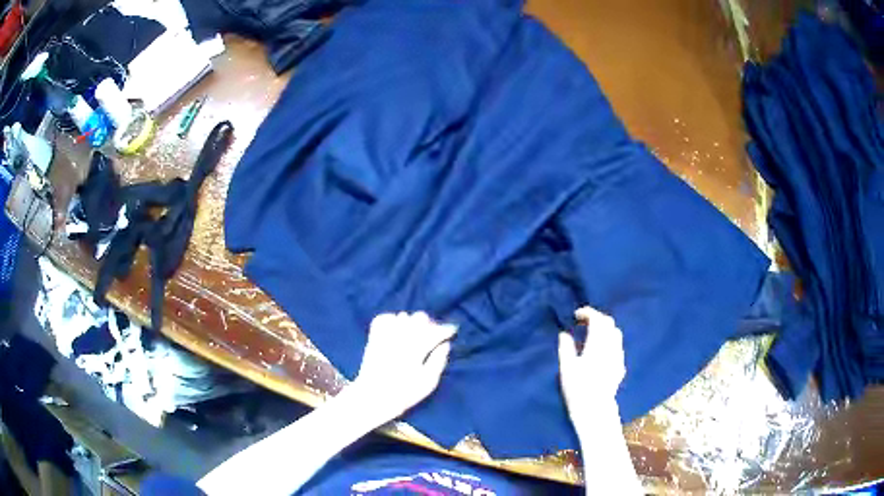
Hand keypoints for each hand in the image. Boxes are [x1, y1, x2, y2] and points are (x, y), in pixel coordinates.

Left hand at [351, 312, 456, 421]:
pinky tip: (396, 330)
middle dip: (429, 324)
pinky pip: (384, 318)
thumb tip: (445, 344)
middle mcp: (401, 337)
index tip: (451, 331)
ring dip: (411, 322)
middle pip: (419, 317)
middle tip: (432, 335)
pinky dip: (392, 320)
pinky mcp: (374, 338)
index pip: (436, 331)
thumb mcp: (429, 382)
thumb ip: (439, 360)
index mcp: (417, 349)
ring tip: (414, 334)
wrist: (374, 397)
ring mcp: (386, 336)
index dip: (446, 329)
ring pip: (403, 316)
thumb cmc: (405, 393)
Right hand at [559, 306, 625, 428]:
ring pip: (616, 334)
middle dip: (597, 318)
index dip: (588, 313)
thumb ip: (566, 347)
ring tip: (592, 335)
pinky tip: (601, 351)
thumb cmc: (577, 388)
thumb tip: (564, 334)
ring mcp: (618, 356)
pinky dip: (609, 341)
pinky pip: (617, 346)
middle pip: (609, 323)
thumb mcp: (566, 367)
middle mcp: (611, 346)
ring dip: (605, 329)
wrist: (595, 409)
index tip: (576, 315)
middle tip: (583, 322)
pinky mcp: (621, 366)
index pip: (598, 319)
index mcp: (598, 344)